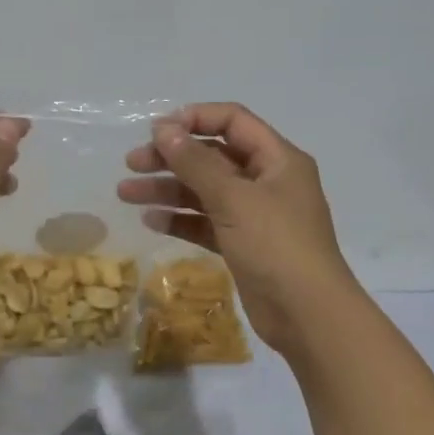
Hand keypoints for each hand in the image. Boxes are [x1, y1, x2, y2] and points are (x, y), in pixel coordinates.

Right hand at [117, 103, 359, 355]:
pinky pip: (206, 222)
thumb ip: (195, 162)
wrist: (307, 315)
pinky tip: (151, 221)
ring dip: (167, 189)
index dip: (194, 119)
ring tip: (126, 194)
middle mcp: (267, 181)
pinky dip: (180, 219)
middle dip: (171, 157)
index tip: (156, 131)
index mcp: (277, 159)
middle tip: (132, 164)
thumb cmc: (275, 245)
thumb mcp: (233, 198)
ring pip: (204, 191)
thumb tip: (163, 128)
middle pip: (213, 156)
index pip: (233, 121)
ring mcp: (254, 215)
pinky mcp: (242, 244)